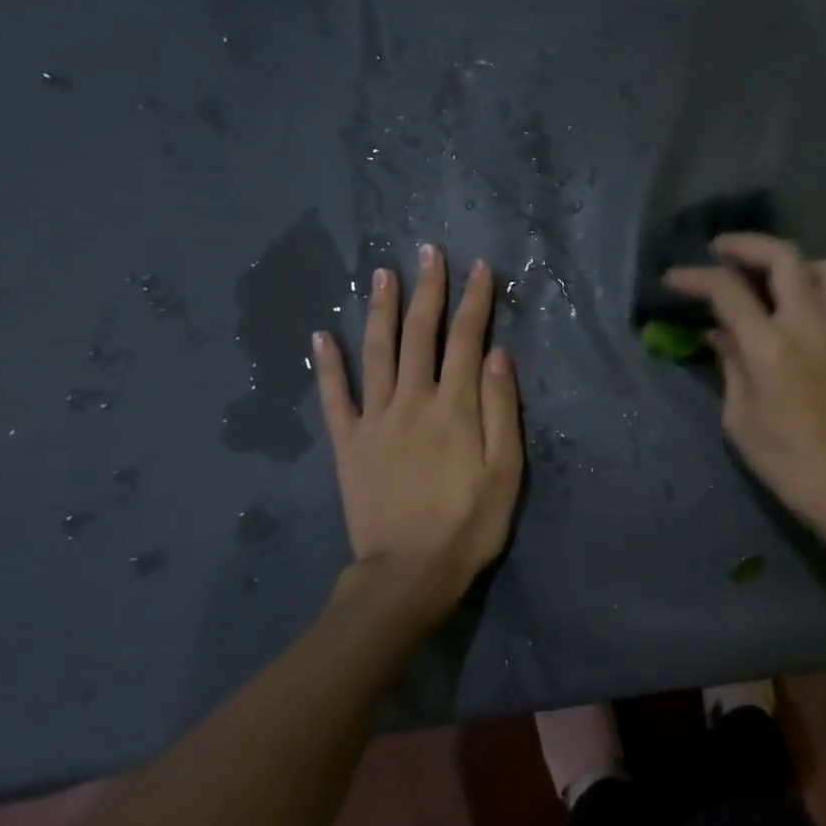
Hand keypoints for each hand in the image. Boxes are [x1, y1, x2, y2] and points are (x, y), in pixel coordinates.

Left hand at [315, 244, 522, 627]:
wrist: (408, 573)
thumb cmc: (469, 524)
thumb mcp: (505, 471)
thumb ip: (500, 409)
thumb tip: (497, 354)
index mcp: (454, 406)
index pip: (467, 339)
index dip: (475, 301)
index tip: (480, 267)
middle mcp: (411, 400)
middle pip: (420, 334)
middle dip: (428, 290)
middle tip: (429, 252)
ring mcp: (374, 420)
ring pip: (376, 352)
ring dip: (380, 310)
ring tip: (381, 273)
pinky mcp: (347, 443)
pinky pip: (334, 397)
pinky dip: (326, 365)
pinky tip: (319, 336)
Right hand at [664, 233, 825, 533]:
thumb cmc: (783, 459)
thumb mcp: (739, 416)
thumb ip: (729, 363)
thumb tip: (718, 332)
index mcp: (770, 347)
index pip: (728, 291)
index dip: (696, 278)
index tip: (673, 279)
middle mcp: (808, 325)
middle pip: (783, 257)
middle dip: (747, 245)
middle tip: (720, 251)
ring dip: (793, 261)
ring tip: (769, 277)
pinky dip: (818, 285)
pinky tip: (798, 306)